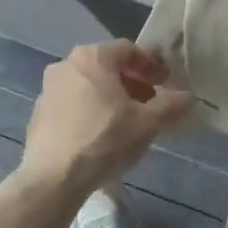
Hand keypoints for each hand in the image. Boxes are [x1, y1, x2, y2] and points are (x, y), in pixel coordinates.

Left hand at [21, 41, 193, 195]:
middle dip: (133, 82)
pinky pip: (73, 104)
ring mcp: (48, 89)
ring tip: (129, 121)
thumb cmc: (105, 139)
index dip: (152, 64)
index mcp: (92, 57)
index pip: (129, 49)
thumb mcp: (148, 122)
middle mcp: (66, 65)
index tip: (166, 82)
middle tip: (151, 102)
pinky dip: (92, 111)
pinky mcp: (39, 114)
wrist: (54, 177)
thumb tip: (188, 97)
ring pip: (90, 85)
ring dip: (112, 97)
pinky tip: (102, 135)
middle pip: (108, 67)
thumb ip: (171, 105)